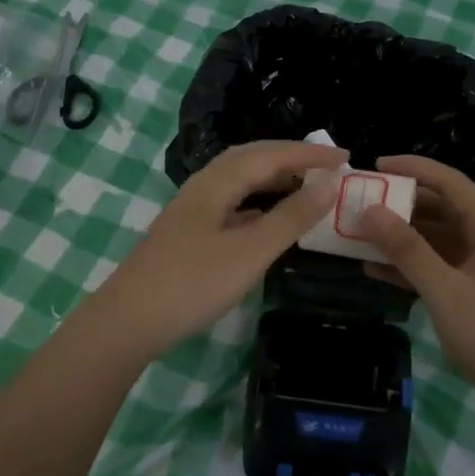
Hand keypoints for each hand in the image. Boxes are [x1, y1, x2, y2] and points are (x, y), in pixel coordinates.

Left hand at [84, 141, 345, 360]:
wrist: (128, 321)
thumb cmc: (192, 284)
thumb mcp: (250, 252)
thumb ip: (290, 218)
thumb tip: (328, 185)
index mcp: (216, 183)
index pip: (270, 155)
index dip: (308, 154)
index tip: (346, 156)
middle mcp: (202, 187)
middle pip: (250, 159)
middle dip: (290, 158)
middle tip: (327, 166)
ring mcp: (192, 211)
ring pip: (239, 181)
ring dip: (273, 178)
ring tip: (306, 187)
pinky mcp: (188, 233)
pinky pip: (232, 203)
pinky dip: (258, 202)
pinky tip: (268, 219)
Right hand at [361, 155, 474, 409]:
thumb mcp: (444, 290)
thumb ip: (407, 250)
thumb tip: (369, 210)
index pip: (449, 182)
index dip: (413, 168)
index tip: (374, 166)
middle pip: (439, 208)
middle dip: (399, 203)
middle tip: (359, 201)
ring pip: (432, 239)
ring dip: (398, 236)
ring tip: (357, 233)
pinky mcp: (470, 292)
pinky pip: (433, 267)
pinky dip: (406, 266)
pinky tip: (372, 269)